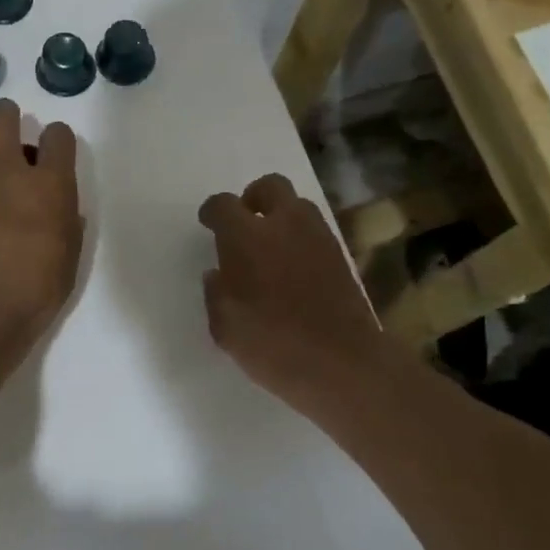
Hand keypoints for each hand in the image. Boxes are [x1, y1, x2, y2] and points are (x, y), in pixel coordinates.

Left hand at [0, 100, 82, 389]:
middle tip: (12, 136)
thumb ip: (66, 225)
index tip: (53, 152)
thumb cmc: (30, 295)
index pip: (57, 137)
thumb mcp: (67, 262)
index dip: (57, 140)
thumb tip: (60, 209)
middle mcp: (6, 169)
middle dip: (9, 119)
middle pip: (4, 117)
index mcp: (49, 185)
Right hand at [199, 173, 394, 417]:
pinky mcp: (341, 256)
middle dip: (253, 198)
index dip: (212, 212)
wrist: (341, 363)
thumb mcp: (225, 327)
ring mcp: (318, 237)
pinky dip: (300, 239)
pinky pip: (315, 232)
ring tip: (270, 247)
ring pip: (298, 205)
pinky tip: (292, 268)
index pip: (223, 205)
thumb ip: (216, 294)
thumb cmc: (271, 344)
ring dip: (281, 217)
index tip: (208, 224)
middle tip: (244, 223)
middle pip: (270, 186)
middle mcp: (284, 225)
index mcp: (246, 237)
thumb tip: (217, 274)